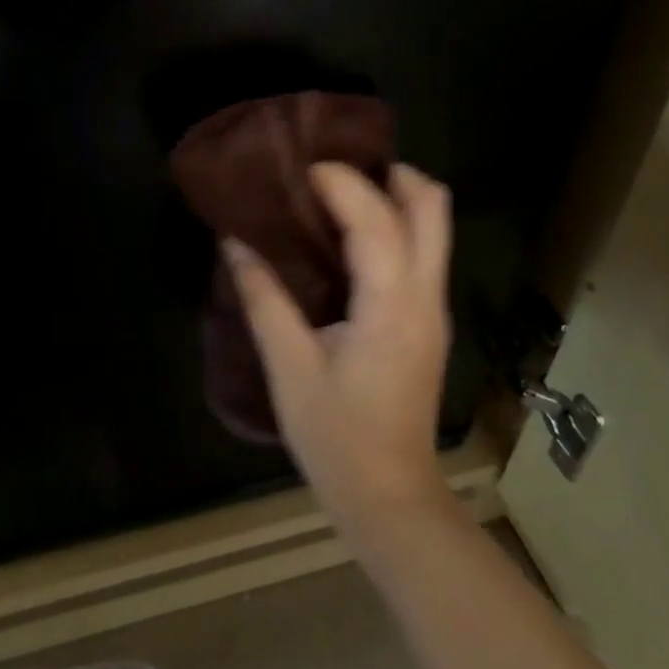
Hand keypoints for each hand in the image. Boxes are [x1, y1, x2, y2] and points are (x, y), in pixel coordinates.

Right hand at [225, 162, 454, 533]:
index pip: (377, 220)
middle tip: (334, 172)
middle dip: (390, 174)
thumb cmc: (336, 436)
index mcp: (391, 305)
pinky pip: (422, 251)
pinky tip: (348, 238)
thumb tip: (233, 243)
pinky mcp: (428, 321)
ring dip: (394, 196)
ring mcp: (433, 308)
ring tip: (338, 194)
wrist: (390, 498)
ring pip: (435, 227)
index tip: (302, 170)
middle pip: (432, 207)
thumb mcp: (289, 366)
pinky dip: (394, 224)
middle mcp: (424, 296)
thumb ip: (262, 298)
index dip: (343, 183)